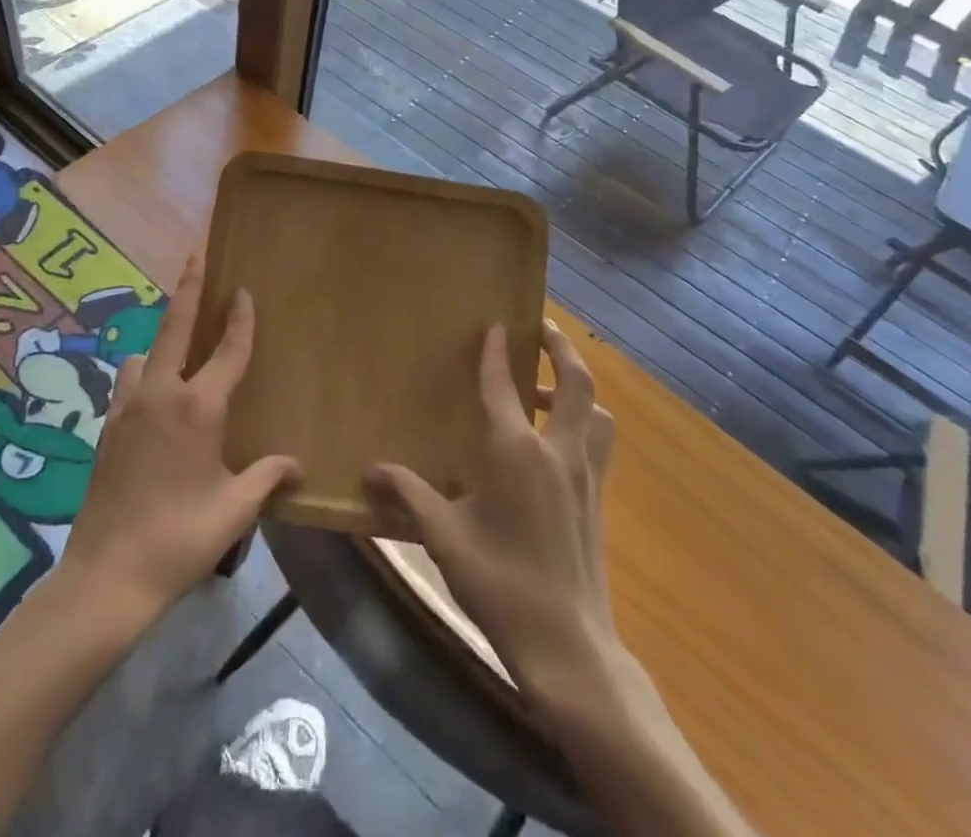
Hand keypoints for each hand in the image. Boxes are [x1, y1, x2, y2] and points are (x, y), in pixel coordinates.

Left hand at [59, 255, 299, 625]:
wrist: (106, 577)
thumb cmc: (180, 539)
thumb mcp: (234, 510)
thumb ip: (267, 478)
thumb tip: (296, 465)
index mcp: (198, 408)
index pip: (228, 351)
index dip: (241, 319)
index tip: (244, 290)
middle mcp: (161, 394)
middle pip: (176, 326)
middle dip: (189, 287)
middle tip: (196, 254)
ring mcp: (128, 408)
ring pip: (145, 355)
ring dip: (162, 344)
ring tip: (177, 353)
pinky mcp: (107, 427)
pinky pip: (129, 383)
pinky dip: (143, 376)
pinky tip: (152, 399)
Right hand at [368, 322, 617, 700]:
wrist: (569, 647)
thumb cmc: (501, 584)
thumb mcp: (443, 537)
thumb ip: (408, 495)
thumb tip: (370, 470)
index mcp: (517, 451)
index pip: (503, 385)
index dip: (496, 352)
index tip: (495, 324)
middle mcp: (558, 451)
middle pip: (575, 382)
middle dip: (561, 348)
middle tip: (543, 329)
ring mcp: (586, 475)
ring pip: (596, 411)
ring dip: (577, 387)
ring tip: (548, 389)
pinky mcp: (598, 499)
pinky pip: (599, 442)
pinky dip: (585, 421)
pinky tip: (558, 443)